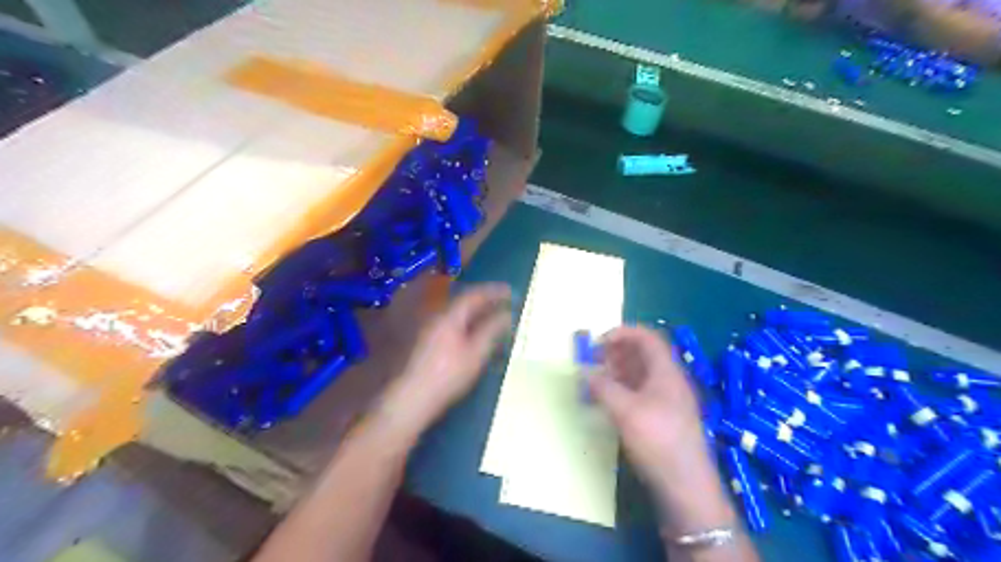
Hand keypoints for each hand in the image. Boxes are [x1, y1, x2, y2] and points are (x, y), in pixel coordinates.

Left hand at [381, 284, 510, 436]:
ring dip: (476, 313)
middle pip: (464, 303)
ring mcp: (430, 330)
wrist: (413, 398)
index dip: (492, 291)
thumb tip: (507, 314)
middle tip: (504, 302)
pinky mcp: (427, 344)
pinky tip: (475, 335)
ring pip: (457, 315)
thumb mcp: (475, 354)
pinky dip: (467, 324)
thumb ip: (491, 331)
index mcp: (449, 316)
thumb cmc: (448, 375)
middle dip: (485, 300)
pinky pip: (452, 325)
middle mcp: (437, 317)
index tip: (510, 290)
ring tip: (493, 316)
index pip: (473, 295)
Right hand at [588, 327, 733, 532]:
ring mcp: (668, 400)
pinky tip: (609, 398)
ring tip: (596, 376)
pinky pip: (642, 392)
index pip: (647, 337)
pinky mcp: (664, 418)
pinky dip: (623, 388)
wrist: (686, 486)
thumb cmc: (658, 440)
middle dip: (617, 351)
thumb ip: (602, 387)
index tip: (598, 341)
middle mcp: (669, 381)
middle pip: (644, 354)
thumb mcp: (625, 411)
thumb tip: (585, 372)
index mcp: (666, 372)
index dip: (622, 333)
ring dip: (618, 370)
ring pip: (642, 374)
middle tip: (593, 358)